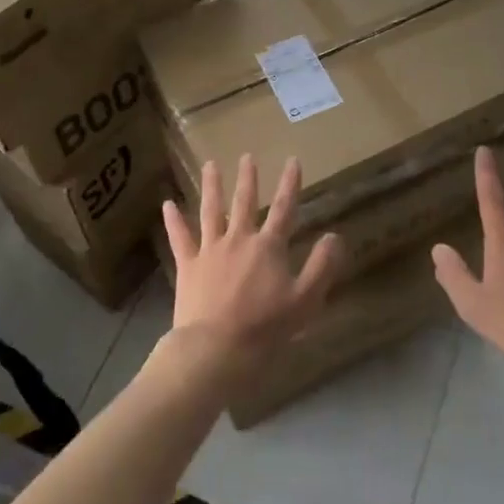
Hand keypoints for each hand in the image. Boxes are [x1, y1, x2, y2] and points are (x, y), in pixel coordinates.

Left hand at [163, 155, 343, 361]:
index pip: (284, 209)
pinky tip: (167, 204)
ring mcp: (210, 250)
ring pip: (211, 211)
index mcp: (269, 247)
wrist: (216, 348)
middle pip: (244, 202)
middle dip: (248, 178)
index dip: (290, 184)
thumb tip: (335, 235)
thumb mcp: (305, 300)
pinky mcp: (188, 265)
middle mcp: (239, 239)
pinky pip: (180, 237)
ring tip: (210, 165)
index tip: (293, 160)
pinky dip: (173, 220)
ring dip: (212, 187)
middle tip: (247, 156)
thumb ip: (321, 266)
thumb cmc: (265, 327)